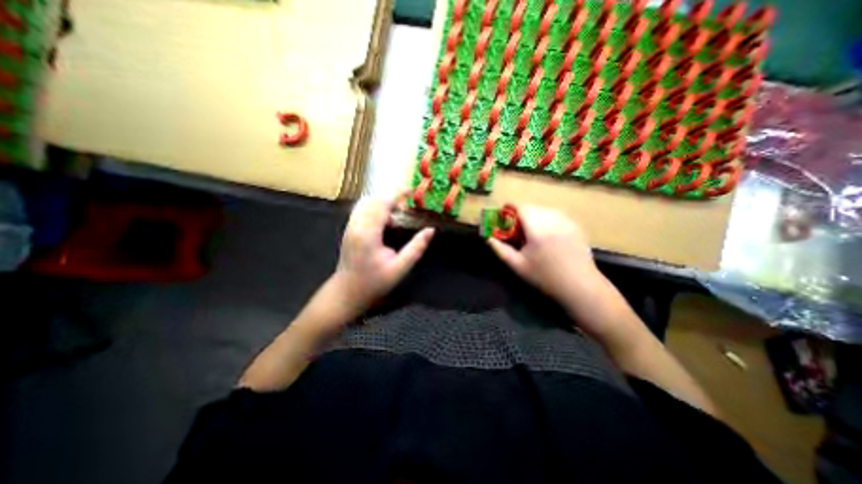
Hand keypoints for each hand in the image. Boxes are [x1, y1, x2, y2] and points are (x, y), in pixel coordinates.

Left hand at [330, 195, 433, 313]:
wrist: (347, 292)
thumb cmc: (374, 282)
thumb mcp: (400, 268)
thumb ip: (416, 248)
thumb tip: (430, 231)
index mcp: (368, 234)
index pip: (382, 204)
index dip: (397, 194)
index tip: (411, 191)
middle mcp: (356, 225)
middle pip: (373, 200)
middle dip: (391, 199)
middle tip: (406, 209)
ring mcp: (350, 226)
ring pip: (365, 203)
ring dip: (382, 203)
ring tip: (396, 215)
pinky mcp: (349, 229)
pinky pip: (361, 209)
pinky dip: (374, 208)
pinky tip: (384, 221)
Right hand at [488, 206, 600, 307]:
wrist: (579, 285)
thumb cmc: (545, 276)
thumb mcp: (518, 265)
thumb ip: (501, 250)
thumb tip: (489, 238)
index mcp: (537, 228)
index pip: (521, 207)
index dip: (510, 207)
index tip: (504, 213)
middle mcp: (552, 220)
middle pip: (532, 207)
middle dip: (521, 213)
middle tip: (516, 227)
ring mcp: (566, 221)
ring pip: (545, 209)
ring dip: (535, 215)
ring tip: (532, 230)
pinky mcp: (575, 226)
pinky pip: (557, 215)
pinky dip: (548, 218)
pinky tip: (548, 233)